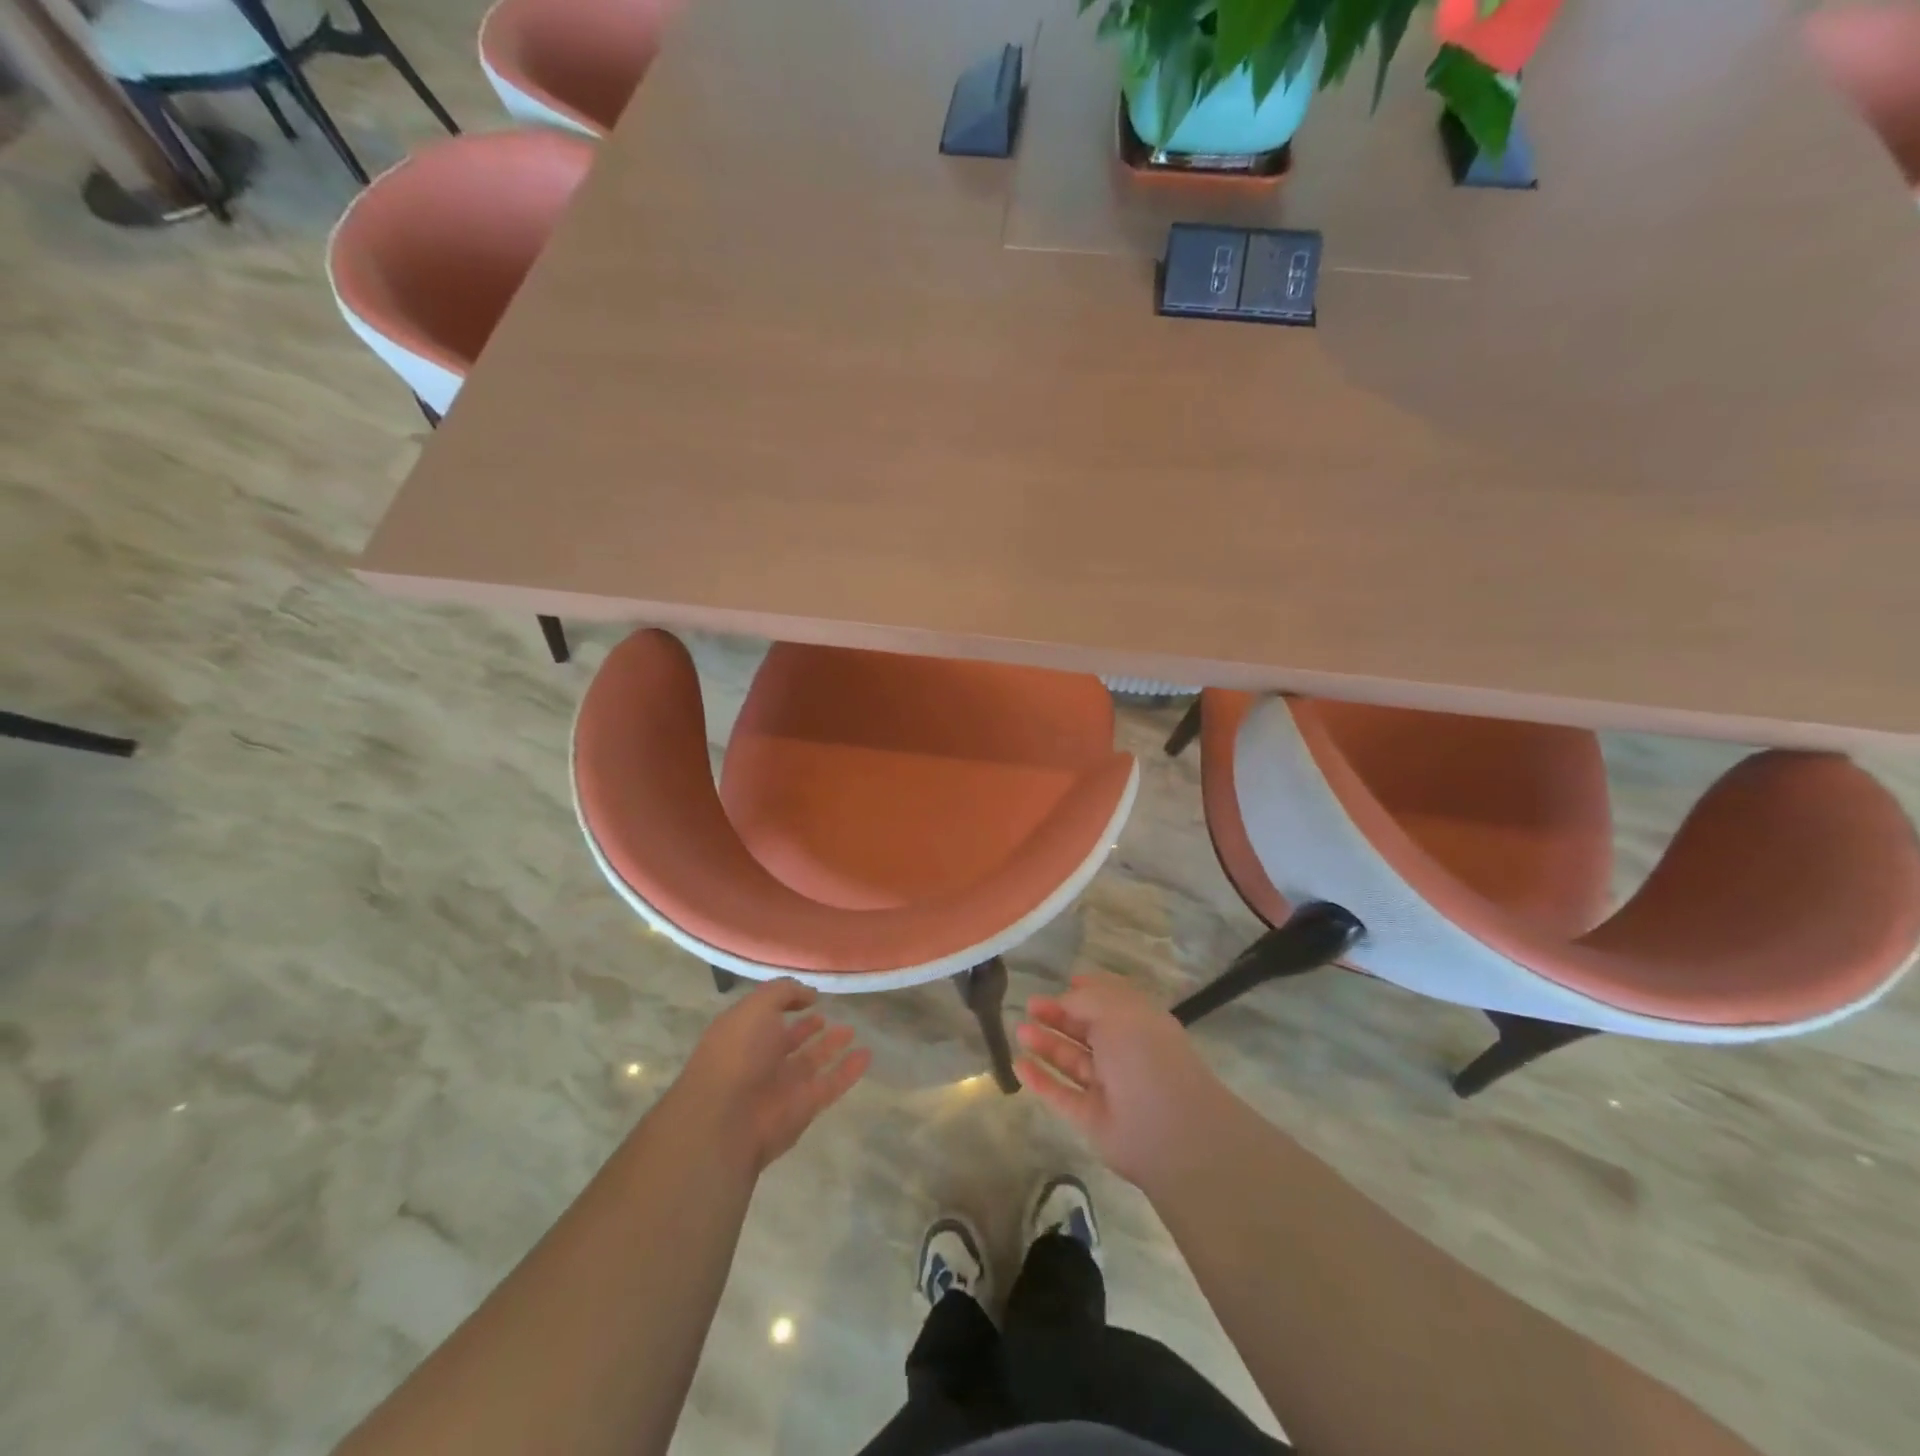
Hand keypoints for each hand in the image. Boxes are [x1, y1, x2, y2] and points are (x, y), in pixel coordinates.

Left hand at [674, 979, 870, 1172]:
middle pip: (787, 1041)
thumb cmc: (737, 1053)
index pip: (765, 1016)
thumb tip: (809, 994)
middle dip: (806, 1028)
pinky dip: (849, 1071)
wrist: (727, 1119)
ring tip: (851, 1030)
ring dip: (830, 1047)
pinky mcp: (804, 1107)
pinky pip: (831, 1084)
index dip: (784, 1003)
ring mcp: (782, 1086)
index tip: (808, 995)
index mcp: (742, 1035)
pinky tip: (867, 1055)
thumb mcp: (756, 1006)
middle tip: (826, 1015)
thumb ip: (784, 992)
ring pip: (811, 1062)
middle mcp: (760, 1060)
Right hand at [1016, 972, 1236, 1186]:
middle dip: (1058, 1016)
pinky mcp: (1092, 1118)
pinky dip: (1041, 1080)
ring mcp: (1109, 1087)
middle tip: (1030, 1006)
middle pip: (1087, 1030)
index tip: (1063, 983)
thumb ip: (1086, 999)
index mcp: (1139, 1023)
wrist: (1168, 1129)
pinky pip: (1062, 1094)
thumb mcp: (1116, 1010)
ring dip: (1046, 1044)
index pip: (1111, 1001)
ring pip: (1072, 1060)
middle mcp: (1125, 1052)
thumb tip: (1064, 999)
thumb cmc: (1145, 1055)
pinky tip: (1019, 1065)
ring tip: (1019, 1031)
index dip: (1088, 990)